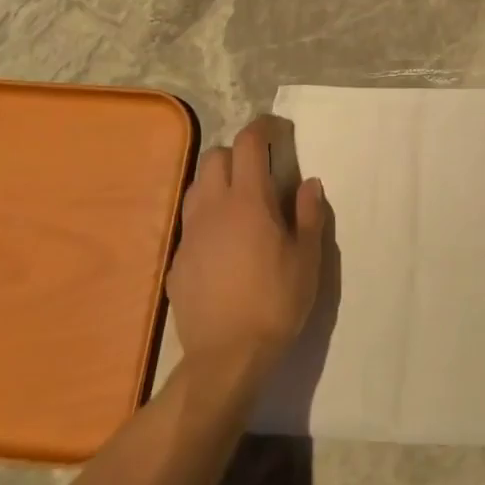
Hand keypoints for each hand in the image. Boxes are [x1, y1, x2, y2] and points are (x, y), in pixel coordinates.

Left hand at [168, 116, 326, 375]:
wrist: (227, 356)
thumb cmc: (276, 302)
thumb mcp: (307, 258)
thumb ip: (308, 214)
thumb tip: (308, 183)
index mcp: (249, 201)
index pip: (248, 144)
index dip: (262, 127)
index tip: (277, 128)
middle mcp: (213, 208)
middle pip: (215, 157)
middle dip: (236, 153)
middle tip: (260, 169)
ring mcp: (190, 234)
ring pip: (196, 187)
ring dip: (217, 182)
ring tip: (240, 202)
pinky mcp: (176, 261)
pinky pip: (190, 223)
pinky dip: (207, 218)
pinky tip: (223, 244)